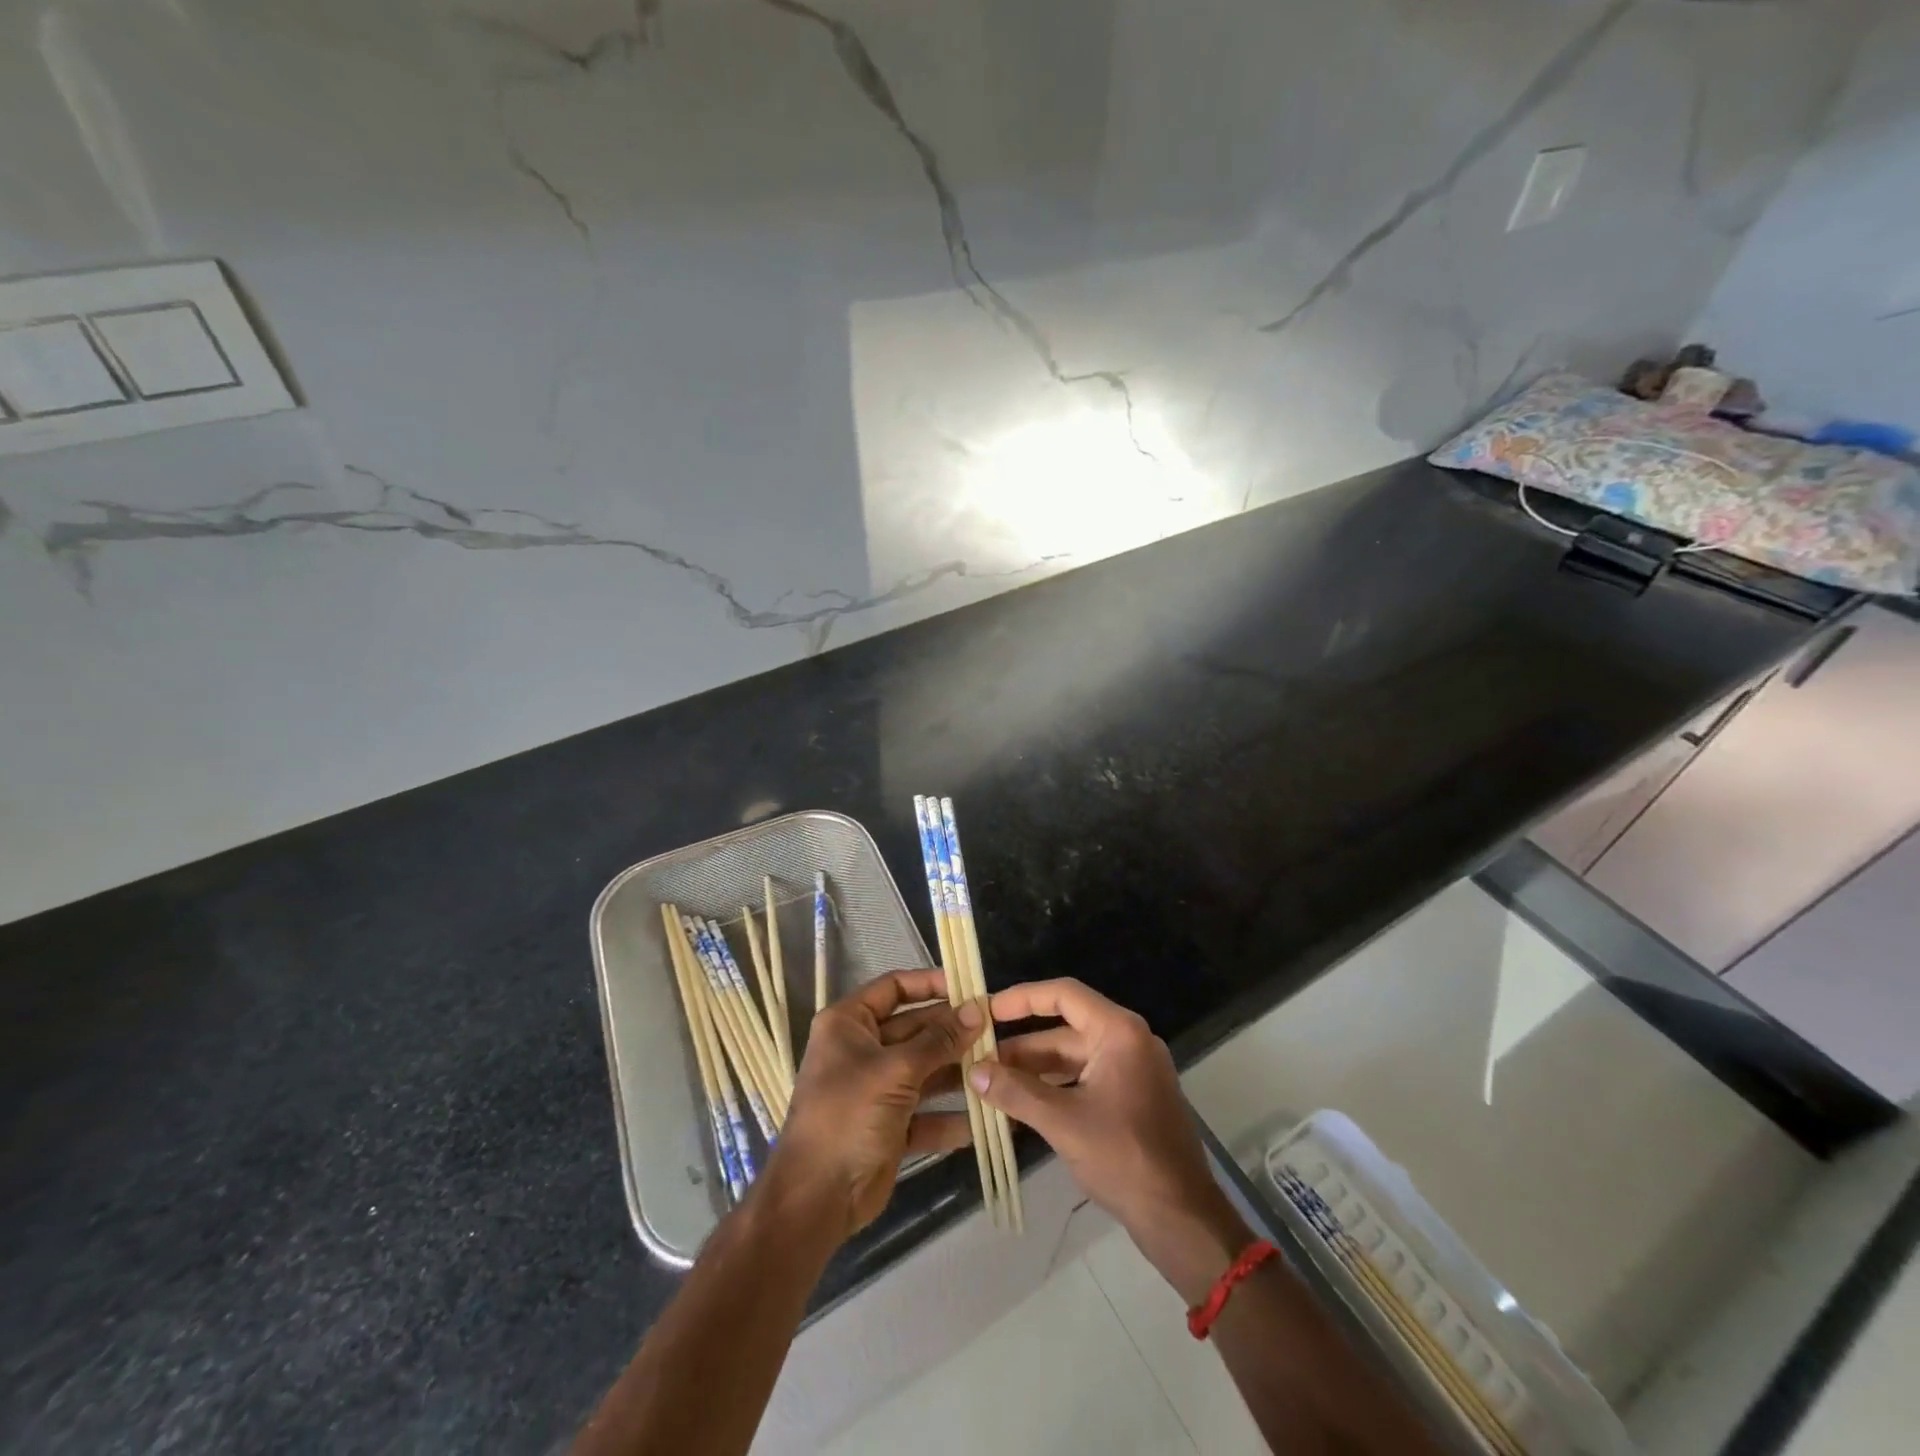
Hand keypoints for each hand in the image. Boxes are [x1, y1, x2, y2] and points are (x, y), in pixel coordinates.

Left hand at [764, 969, 976, 1242]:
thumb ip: (939, 1040)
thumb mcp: (896, 1071)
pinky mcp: (889, 1126)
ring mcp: (876, 1089)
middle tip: (996, 1029)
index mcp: (849, 1023)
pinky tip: (986, 1117)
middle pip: (915, 1029)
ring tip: (997, 1067)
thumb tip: (978, 1008)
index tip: (969, 987)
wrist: (816, 1198)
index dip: (931, 984)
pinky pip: (925, 1113)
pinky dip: (950, 1116)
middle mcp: (862, 1049)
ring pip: (924, 1070)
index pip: (894, 987)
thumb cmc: (849, 1115)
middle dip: (953, 1031)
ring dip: (957, 1071)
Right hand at [970, 979, 1250, 1301]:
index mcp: (1119, 1032)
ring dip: (1034, 1070)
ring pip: (1073, 1057)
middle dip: (1021, 1045)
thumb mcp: (1062, 1122)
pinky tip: (1021, 1105)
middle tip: (978, 1057)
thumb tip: (972, 1072)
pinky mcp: (1132, 1098)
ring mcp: (1132, 1070)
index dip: (1021, 998)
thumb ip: (1015, 1092)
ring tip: (991, 1084)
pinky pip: (1085, 1079)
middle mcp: (1128, 1041)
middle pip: (1065, 1028)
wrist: (1182, 1219)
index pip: (1063, 994)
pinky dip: (1054, 1088)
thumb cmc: (1124, 1158)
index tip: (986, 1010)